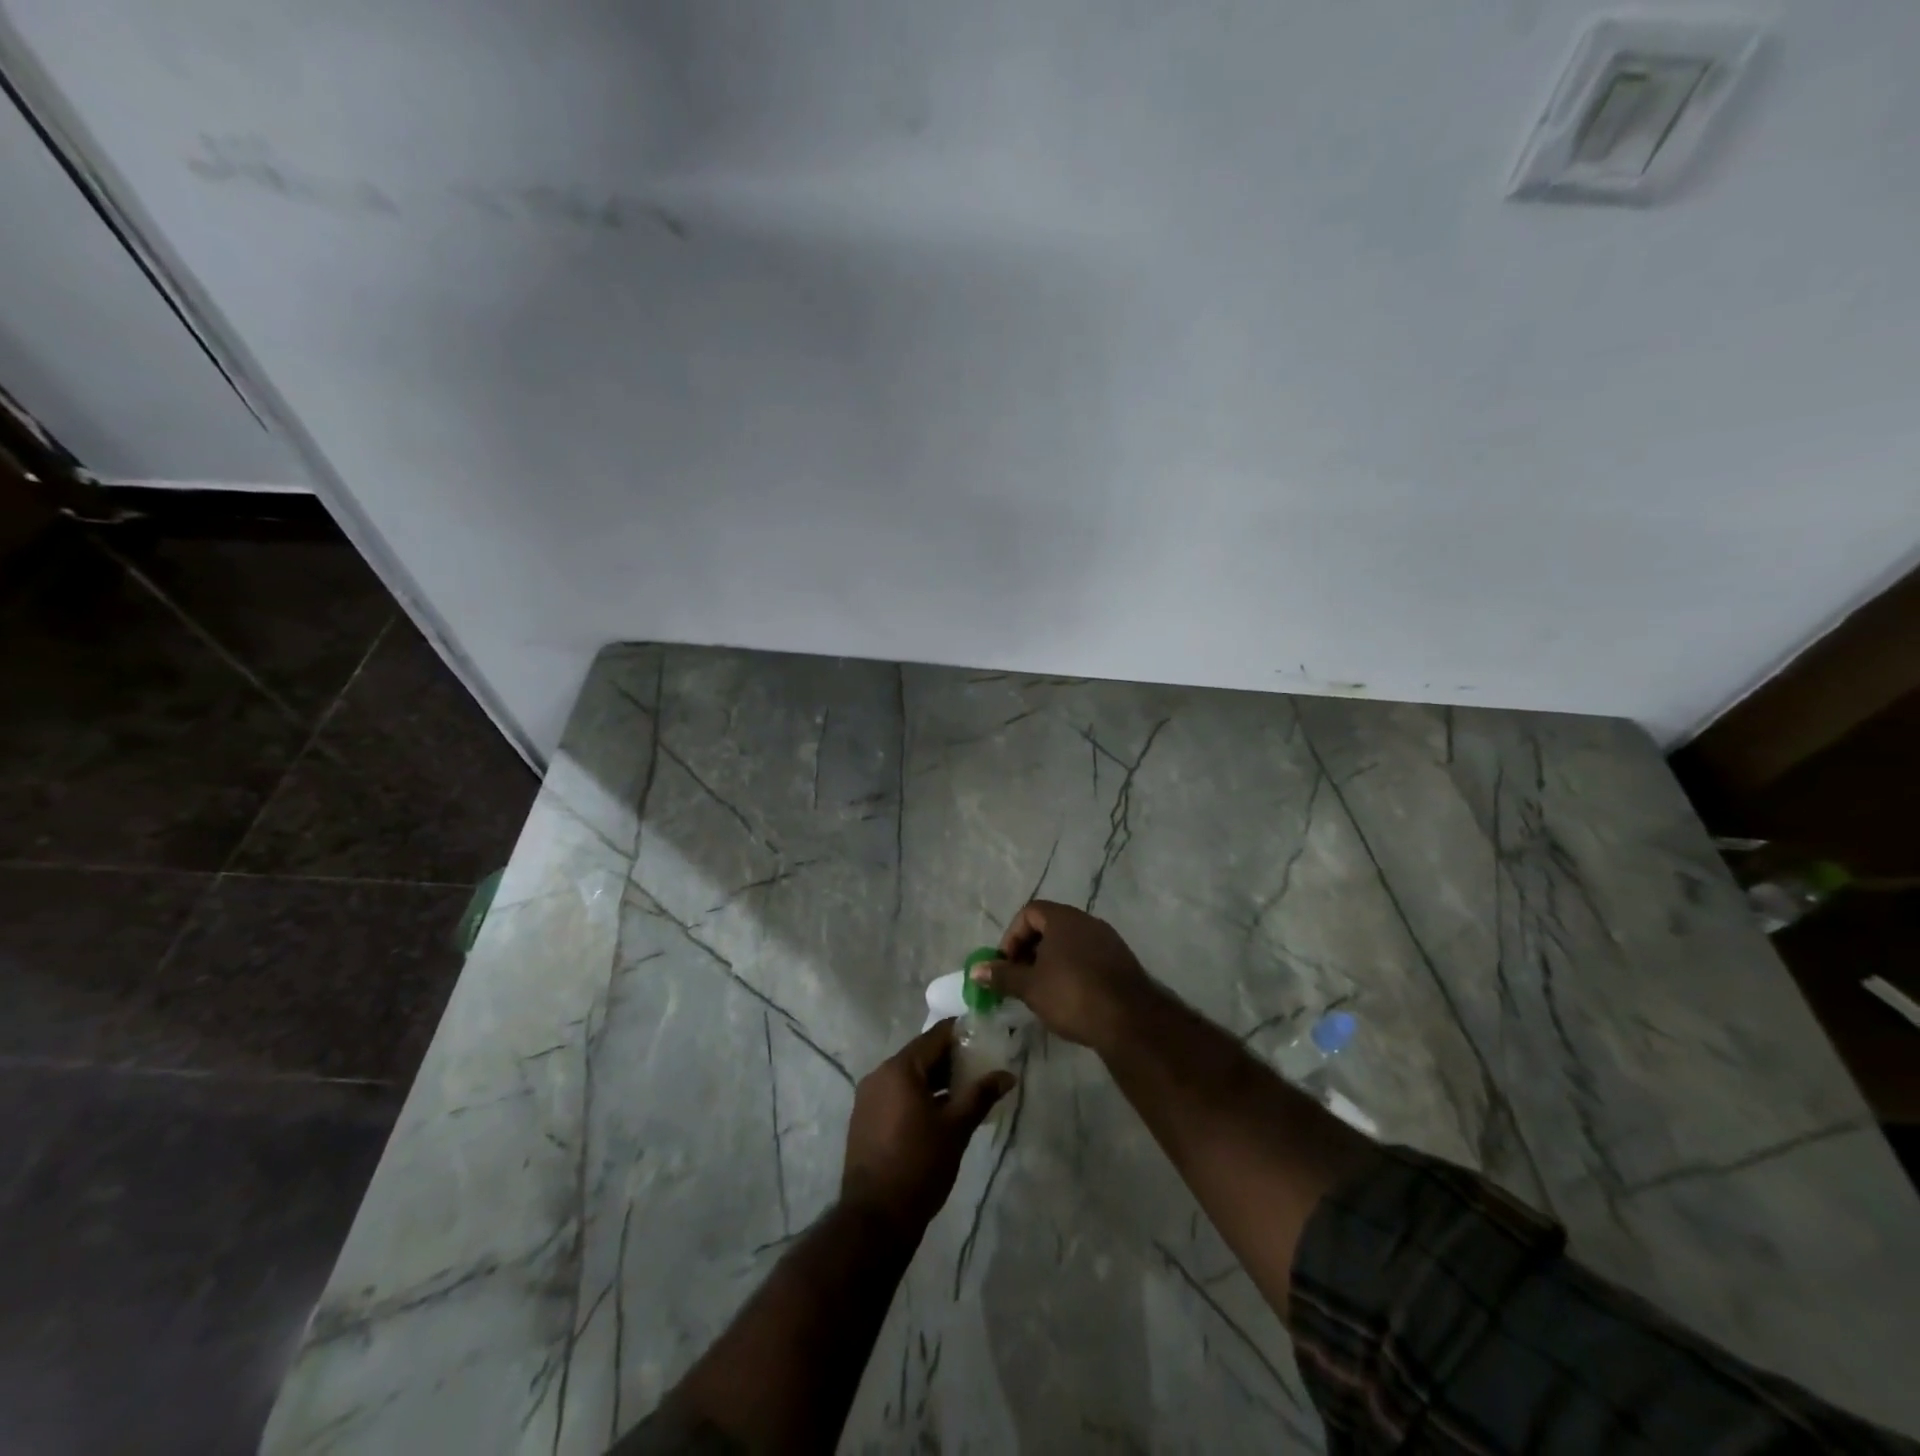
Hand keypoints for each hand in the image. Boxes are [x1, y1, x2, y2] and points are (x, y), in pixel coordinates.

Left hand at [841, 1020, 1013, 1234]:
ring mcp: (868, 1097)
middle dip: (951, 1060)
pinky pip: (896, 1094)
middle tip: (981, 1068)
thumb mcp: (956, 1128)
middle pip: (921, 1054)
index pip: (936, 1036)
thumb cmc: (919, 1165)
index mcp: (900, 1068)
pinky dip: (918, 1095)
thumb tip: (1007, 1075)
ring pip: (909, 1076)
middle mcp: (879, 1074)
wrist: (875, 1219)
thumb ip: (981, 1095)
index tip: (985, 1036)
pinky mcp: (864, 1118)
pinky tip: (939, 1113)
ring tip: (965, 1092)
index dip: (962, 1034)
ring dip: (935, 1080)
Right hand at [975, 900, 1161, 1049]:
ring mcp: (1108, 940)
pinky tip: (1070, 998)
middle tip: (1020, 978)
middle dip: (1030, 950)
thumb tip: (975, 970)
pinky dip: (1073, 970)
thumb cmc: (1072, 994)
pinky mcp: (1122, 962)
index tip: (1006, 964)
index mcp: (1064, 918)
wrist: (1130, 1020)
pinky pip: (1088, 957)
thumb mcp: (1030, 987)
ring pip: (1070, 943)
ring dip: (1051, 961)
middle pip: (1050, 926)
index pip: (1030, 912)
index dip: (1012, 936)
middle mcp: (1087, 921)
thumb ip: (1002, 975)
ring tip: (1042, 991)